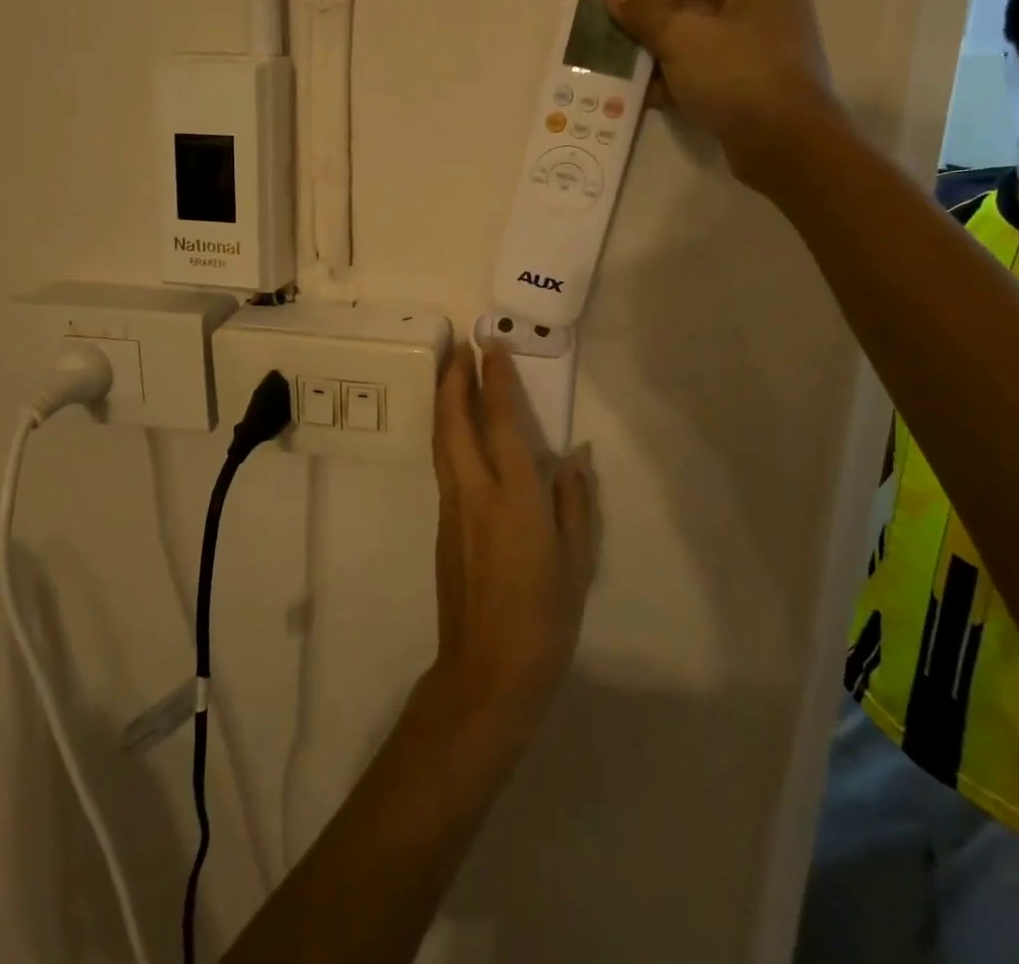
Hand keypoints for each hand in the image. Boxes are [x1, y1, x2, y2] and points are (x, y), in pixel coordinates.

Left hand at [428, 342, 595, 732]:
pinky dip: (446, 433)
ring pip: (441, 440)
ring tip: (451, 373)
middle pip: (454, 421)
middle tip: (461, 347)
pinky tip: (455, 429)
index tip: (492, 346)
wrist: (486, 671)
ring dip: (445, 401)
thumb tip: (574, 457)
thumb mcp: (577, 561)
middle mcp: (475, 491)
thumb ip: (574, 502)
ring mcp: (452, 507)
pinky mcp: (441, 525)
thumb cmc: (544, 618)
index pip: (500, 422)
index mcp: (514, 497)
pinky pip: (442, 463)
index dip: (495, 380)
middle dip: (455, 379)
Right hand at [593, 0, 843, 193]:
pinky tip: (627, 87)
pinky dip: (663, 74)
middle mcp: (759, 2)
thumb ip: (643, 9)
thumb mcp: (684, 38)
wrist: (784, 146)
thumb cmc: (739, 76)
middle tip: (594, 13)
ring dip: (646, 44)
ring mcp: (752, 44)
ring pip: (687, 35)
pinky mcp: (742, 80)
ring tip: (601, 50)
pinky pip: (694, 66)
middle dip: (638, 9)